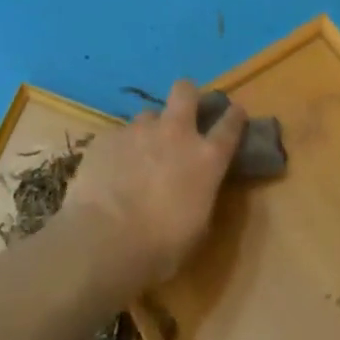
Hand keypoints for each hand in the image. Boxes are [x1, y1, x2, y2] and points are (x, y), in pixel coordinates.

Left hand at [64, 80, 245, 289]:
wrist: (104, 241)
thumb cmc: (160, 247)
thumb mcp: (197, 227)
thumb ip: (200, 194)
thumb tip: (195, 186)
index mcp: (205, 158)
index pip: (229, 125)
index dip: (234, 116)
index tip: (235, 113)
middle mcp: (175, 133)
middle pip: (185, 91)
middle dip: (187, 95)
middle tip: (183, 113)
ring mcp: (138, 130)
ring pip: (149, 115)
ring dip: (150, 130)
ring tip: (139, 155)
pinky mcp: (108, 136)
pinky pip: (119, 135)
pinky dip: (120, 149)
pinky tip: (111, 171)